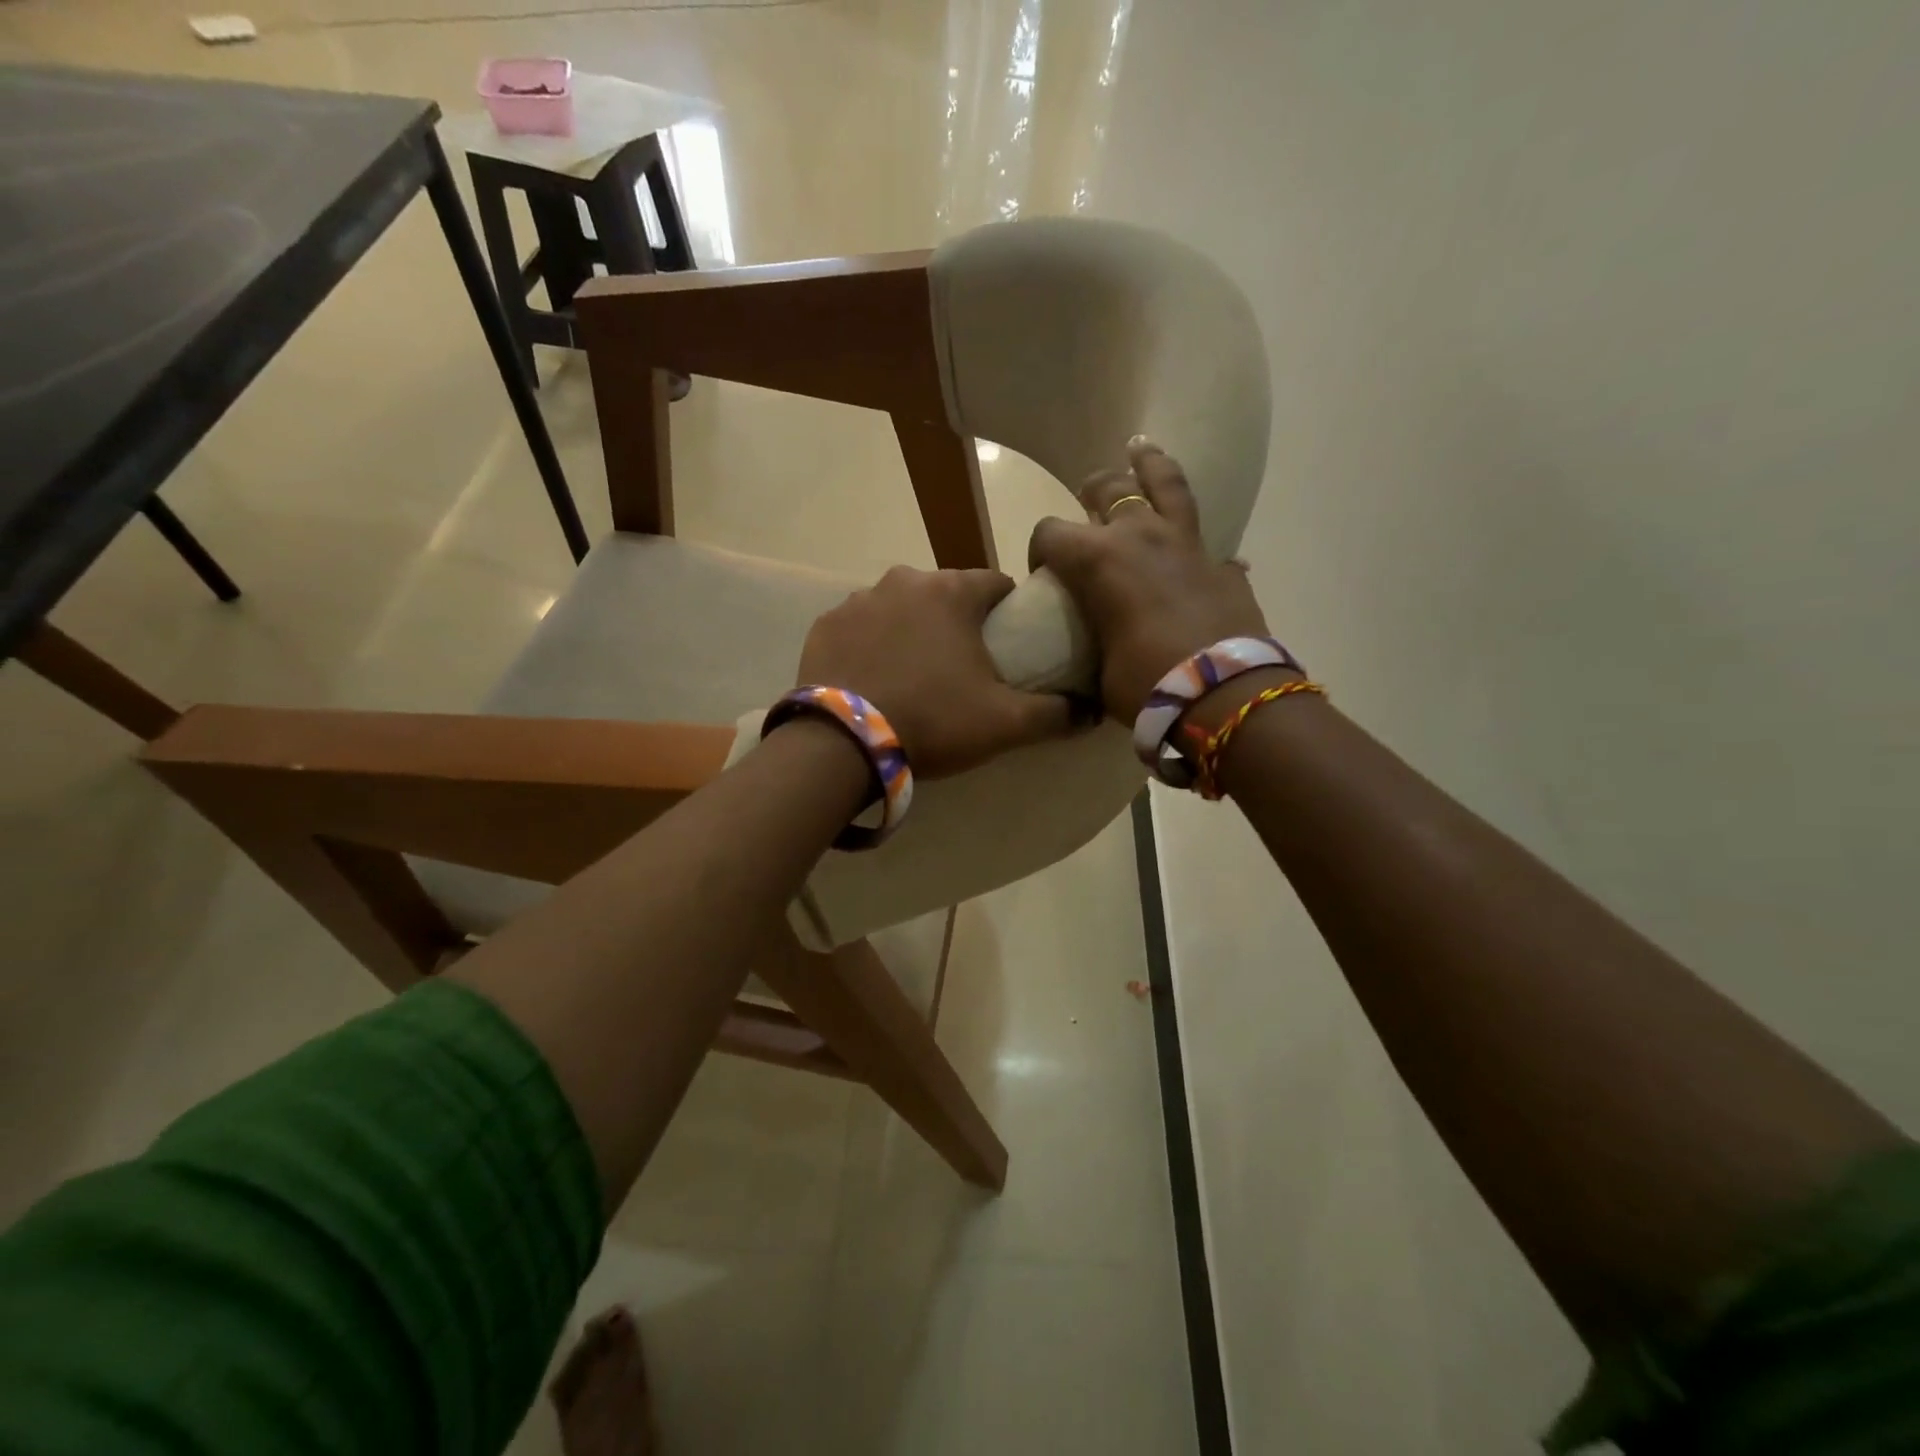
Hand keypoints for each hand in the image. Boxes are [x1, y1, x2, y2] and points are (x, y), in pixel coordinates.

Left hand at [795, 566, 1073, 778]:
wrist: (843, 744)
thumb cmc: (932, 721)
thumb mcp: (1005, 723)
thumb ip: (1055, 713)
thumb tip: (1093, 711)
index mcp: (952, 592)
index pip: (996, 584)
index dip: (1008, 611)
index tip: (1009, 642)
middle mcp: (904, 581)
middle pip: (945, 594)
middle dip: (957, 620)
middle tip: (962, 666)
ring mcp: (857, 600)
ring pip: (900, 607)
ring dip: (912, 629)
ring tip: (915, 674)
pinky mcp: (825, 625)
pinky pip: (860, 627)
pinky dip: (871, 643)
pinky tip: (874, 677)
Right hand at [1028, 438, 1269, 721]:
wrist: (1222, 696)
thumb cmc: (1146, 684)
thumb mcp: (1099, 668)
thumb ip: (1092, 640)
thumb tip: (1093, 644)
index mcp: (1097, 560)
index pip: (1051, 533)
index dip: (1041, 550)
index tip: (1044, 573)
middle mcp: (1140, 535)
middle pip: (1107, 488)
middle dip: (1091, 491)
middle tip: (1087, 497)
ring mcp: (1187, 544)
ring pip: (1166, 483)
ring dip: (1150, 464)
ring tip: (1141, 448)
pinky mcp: (1222, 563)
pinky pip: (1206, 540)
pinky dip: (1195, 542)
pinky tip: (1195, 550)